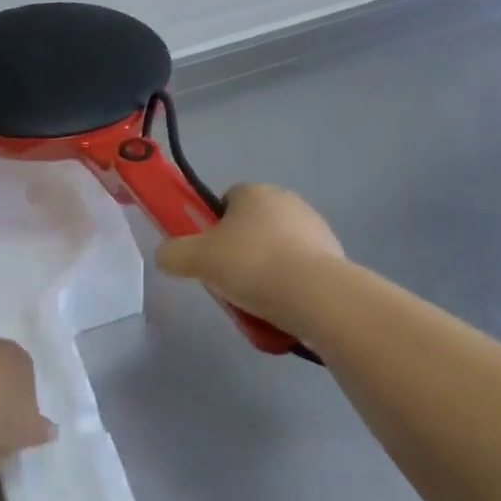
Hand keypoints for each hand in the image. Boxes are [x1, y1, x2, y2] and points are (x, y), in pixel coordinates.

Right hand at [155, 184, 344, 327]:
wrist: (315, 295)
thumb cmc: (250, 264)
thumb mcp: (195, 259)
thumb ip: (172, 254)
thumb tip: (165, 256)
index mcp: (254, 191)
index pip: (225, 200)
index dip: (212, 226)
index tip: (207, 254)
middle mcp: (287, 201)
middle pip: (251, 226)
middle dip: (239, 251)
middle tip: (227, 280)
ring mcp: (315, 228)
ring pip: (276, 249)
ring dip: (264, 270)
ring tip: (254, 302)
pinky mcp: (334, 256)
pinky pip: (299, 270)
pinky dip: (288, 286)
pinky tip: (280, 309)